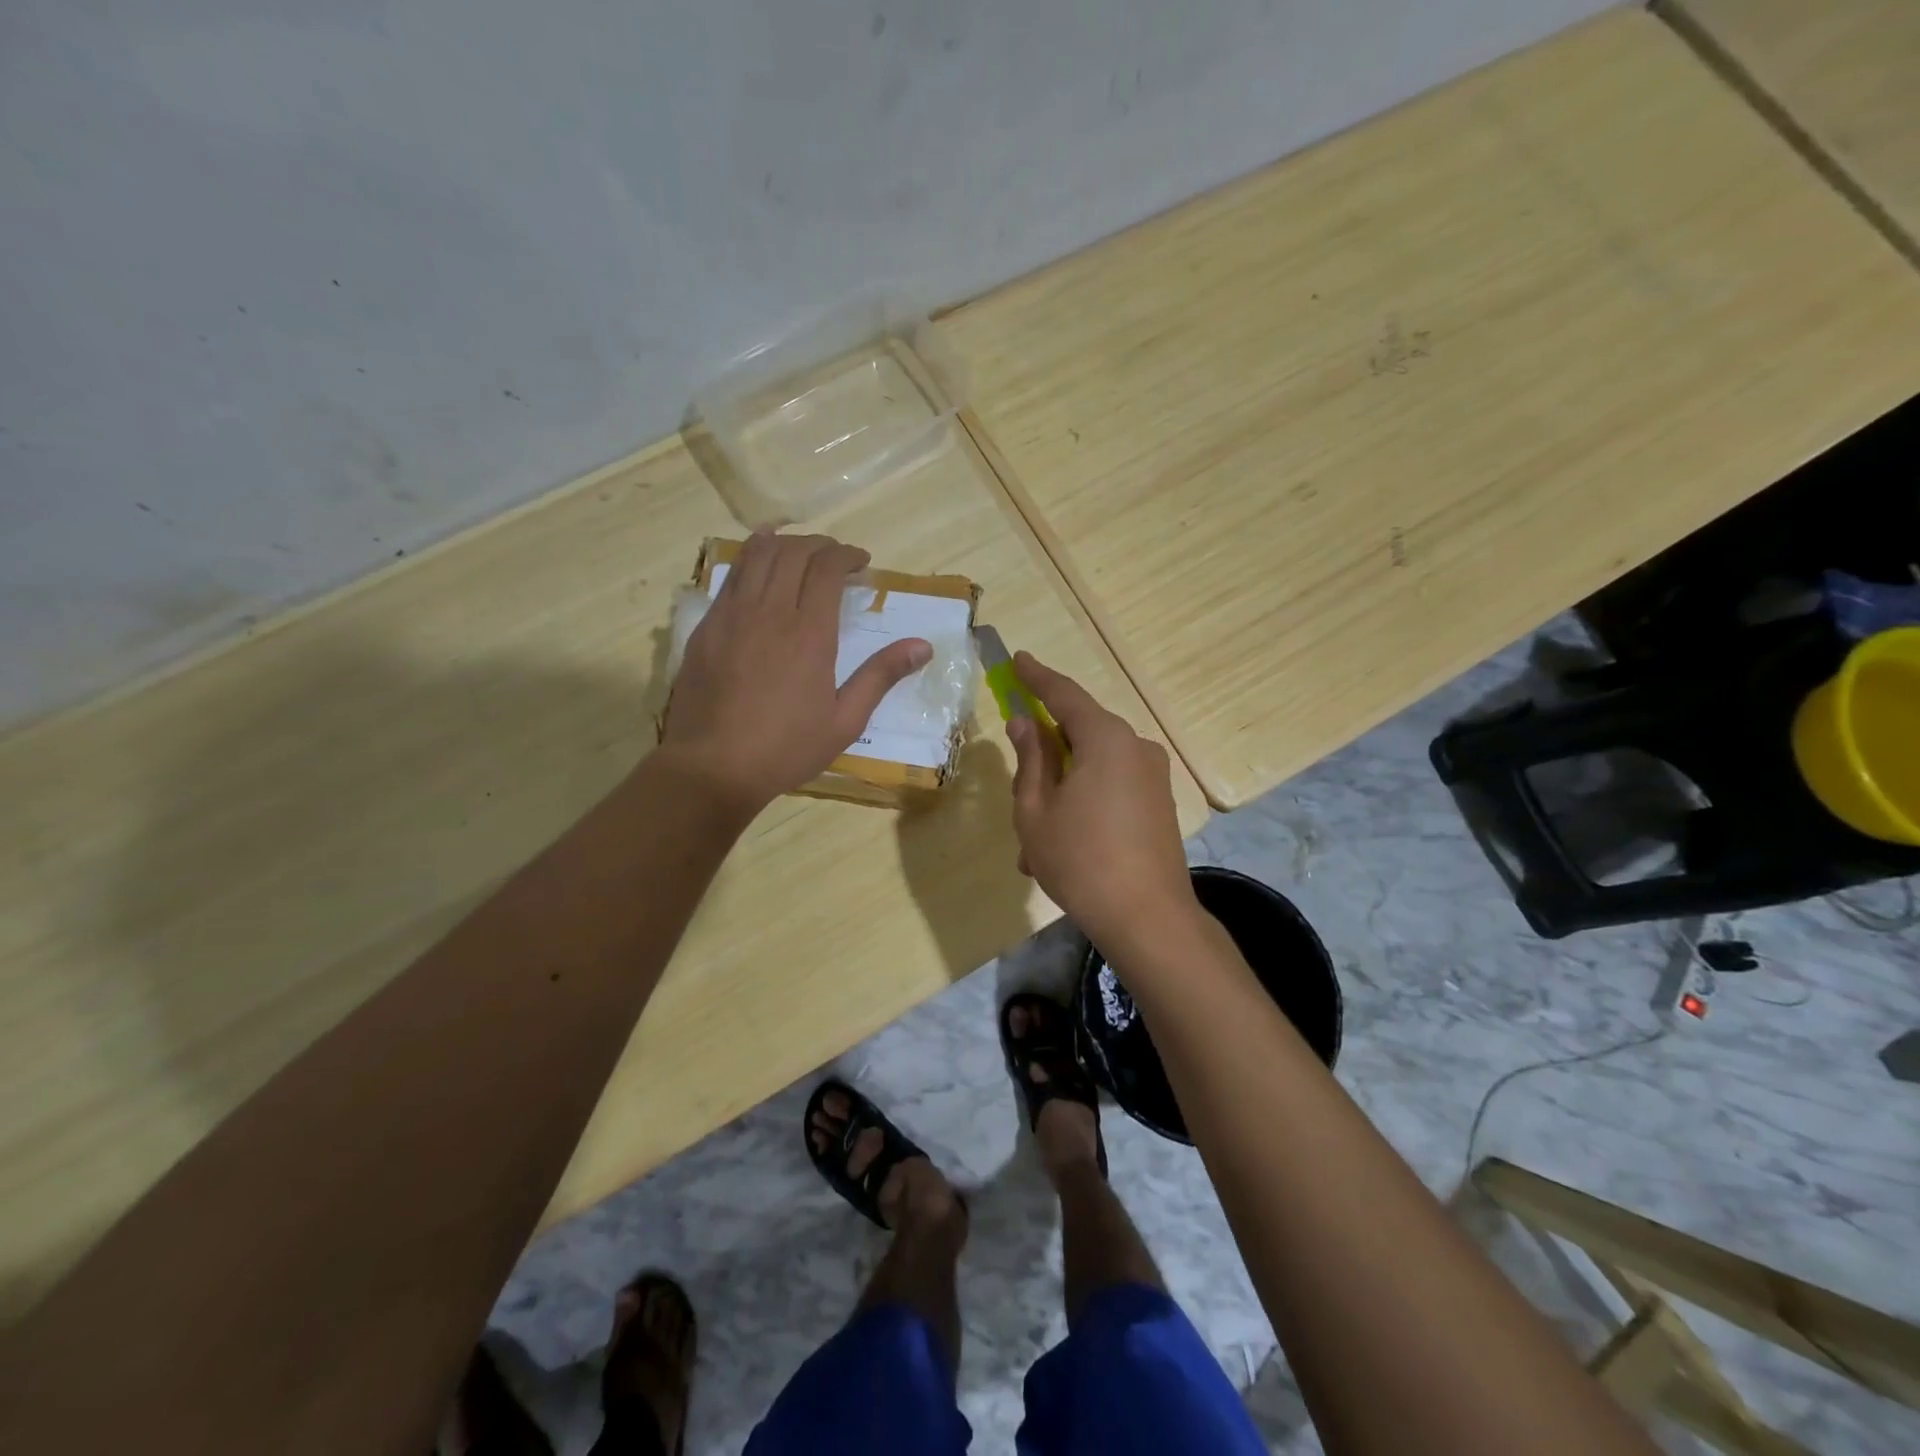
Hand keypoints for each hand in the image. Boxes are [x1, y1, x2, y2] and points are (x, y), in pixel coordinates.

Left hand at [662, 532, 930, 812]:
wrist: (712, 767)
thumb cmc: (786, 748)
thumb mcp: (845, 721)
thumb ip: (881, 676)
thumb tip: (923, 646)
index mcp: (810, 634)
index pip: (827, 568)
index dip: (847, 555)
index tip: (861, 563)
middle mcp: (770, 612)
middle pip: (794, 552)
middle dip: (821, 545)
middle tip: (836, 557)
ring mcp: (733, 615)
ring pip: (758, 554)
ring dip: (785, 543)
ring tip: (801, 551)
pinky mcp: (708, 626)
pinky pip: (731, 575)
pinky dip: (751, 557)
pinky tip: (761, 563)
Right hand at [1004, 652, 1198, 951]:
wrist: (1148, 918)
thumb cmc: (1079, 860)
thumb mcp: (1036, 809)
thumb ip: (1030, 759)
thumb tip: (1025, 723)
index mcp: (1105, 739)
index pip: (1064, 694)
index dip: (1037, 677)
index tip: (1018, 659)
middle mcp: (1136, 747)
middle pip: (1081, 733)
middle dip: (1046, 754)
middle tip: (1017, 782)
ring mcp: (1153, 777)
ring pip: (1093, 768)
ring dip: (1061, 791)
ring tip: (1033, 843)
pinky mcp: (1160, 804)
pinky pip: (1112, 788)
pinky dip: (1084, 805)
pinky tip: (1061, 848)